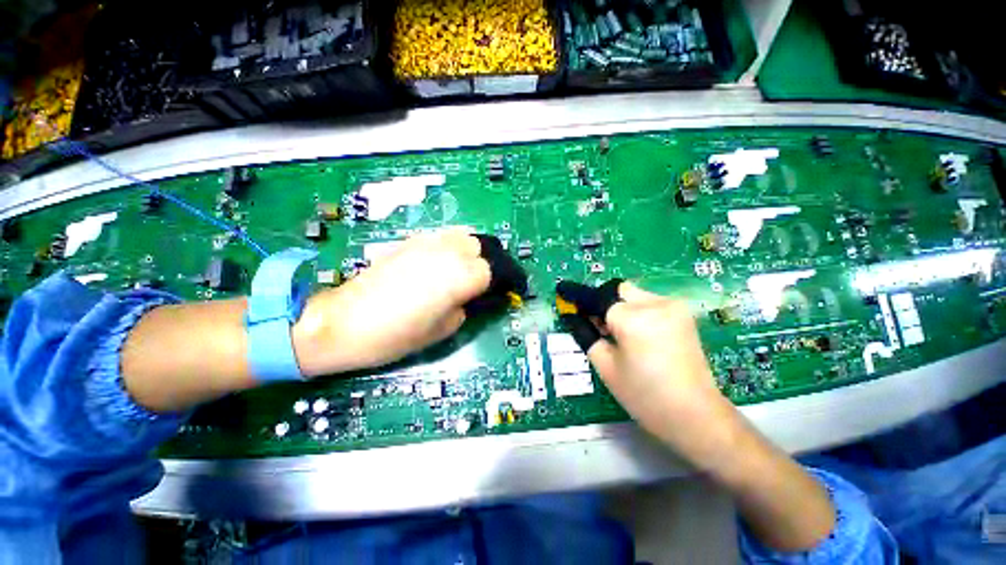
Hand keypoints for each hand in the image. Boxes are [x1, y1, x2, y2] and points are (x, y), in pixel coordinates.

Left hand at [293, 229, 517, 375]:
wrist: (343, 321)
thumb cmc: (395, 335)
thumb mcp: (443, 329)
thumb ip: (467, 307)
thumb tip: (475, 298)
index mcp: (460, 276)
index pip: (498, 270)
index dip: (510, 280)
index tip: (514, 289)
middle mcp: (448, 252)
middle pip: (485, 247)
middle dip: (495, 263)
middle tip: (494, 281)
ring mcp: (428, 243)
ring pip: (466, 236)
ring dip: (477, 252)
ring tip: (473, 271)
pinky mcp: (411, 242)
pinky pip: (445, 237)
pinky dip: (457, 247)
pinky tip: (449, 264)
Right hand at [557, 280, 835, 551]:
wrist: (696, 415)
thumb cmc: (645, 396)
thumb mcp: (606, 367)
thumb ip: (587, 334)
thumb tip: (573, 315)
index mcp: (633, 319)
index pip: (597, 299)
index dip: (578, 296)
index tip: (564, 292)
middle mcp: (655, 304)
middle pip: (617, 290)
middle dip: (603, 303)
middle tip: (597, 326)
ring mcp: (673, 307)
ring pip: (633, 295)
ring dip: (620, 307)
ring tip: (618, 334)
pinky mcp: (683, 314)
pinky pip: (649, 303)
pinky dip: (636, 311)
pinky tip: (638, 335)